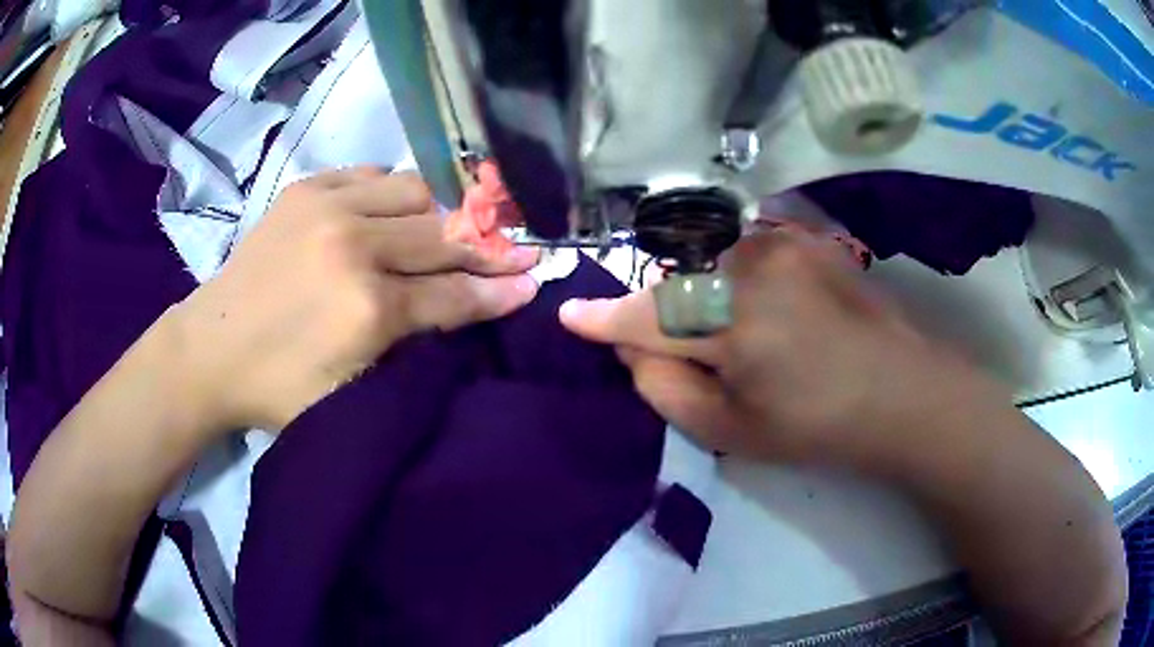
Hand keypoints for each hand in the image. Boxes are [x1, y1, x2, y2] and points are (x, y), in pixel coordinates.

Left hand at [171, 168, 538, 431]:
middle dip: (486, 247)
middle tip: (514, 250)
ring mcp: (327, 207)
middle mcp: (354, 245)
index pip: (453, 293)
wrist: (210, 349)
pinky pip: (372, 174)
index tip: (533, 279)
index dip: (499, 288)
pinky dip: (393, 191)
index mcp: (366, 308)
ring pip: (415, 191)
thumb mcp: (352, 391)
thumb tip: (468, 311)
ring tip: (446, 232)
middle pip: (443, 236)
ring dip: (439, 214)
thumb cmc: (279, 387)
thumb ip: (413, 349)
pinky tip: (394, 211)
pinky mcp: (306, 190)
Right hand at [561, 228, 1003, 473]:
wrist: (901, 393)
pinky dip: (736, 276)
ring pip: (711, 263)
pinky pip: (747, 251)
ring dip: (704, 294)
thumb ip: (667, 388)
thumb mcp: (731, 431)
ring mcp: (785, 242)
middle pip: (678, 283)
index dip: (605, 318)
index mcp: (734, 320)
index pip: (647, 315)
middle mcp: (753, 264)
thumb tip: (636, 347)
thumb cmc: (817, 425)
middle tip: (684, 350)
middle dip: (665, 315)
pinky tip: (767, 307)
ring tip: (736, 332)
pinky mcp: (808, 237)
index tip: (571, 316)